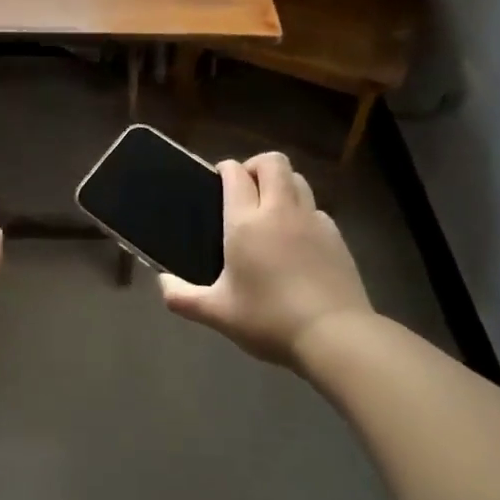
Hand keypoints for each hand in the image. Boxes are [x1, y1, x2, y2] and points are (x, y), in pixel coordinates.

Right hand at [159, 153, 374, 366]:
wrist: (335, 336)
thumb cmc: (269, 320)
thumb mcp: (218, 314)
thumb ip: (183, 297)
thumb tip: (162, 284)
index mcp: (246, 222)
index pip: (235, 173)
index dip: (225, 169)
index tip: (217, 180)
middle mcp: (280, 210)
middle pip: (272, 162)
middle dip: (256, 166)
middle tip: (244, 190)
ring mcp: (313, 220)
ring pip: (298, 179)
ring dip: (282, 184)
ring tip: (270, 209)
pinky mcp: (337, 237)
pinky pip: (316, 208)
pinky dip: (303, 212)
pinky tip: (296, 240)